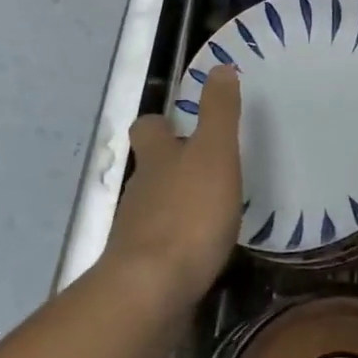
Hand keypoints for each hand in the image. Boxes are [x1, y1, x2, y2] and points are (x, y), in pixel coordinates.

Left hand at [103, 64, 241, 309]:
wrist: (151, 290)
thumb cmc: (189, 213)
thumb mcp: (213, 153)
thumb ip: (218, 112)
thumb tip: (219, 67)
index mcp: (156, 157)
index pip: (148, 127)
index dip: (161, 122)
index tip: (181, 122)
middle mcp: (141, 189)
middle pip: (150, 168)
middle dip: (172, 166)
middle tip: (207, 168)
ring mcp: (137, 231)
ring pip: (155, 207)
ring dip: (178, 204)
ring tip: (212, 210)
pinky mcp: (143, 269)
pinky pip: (162, 246)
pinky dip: (179, 243)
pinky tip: (202, 252)